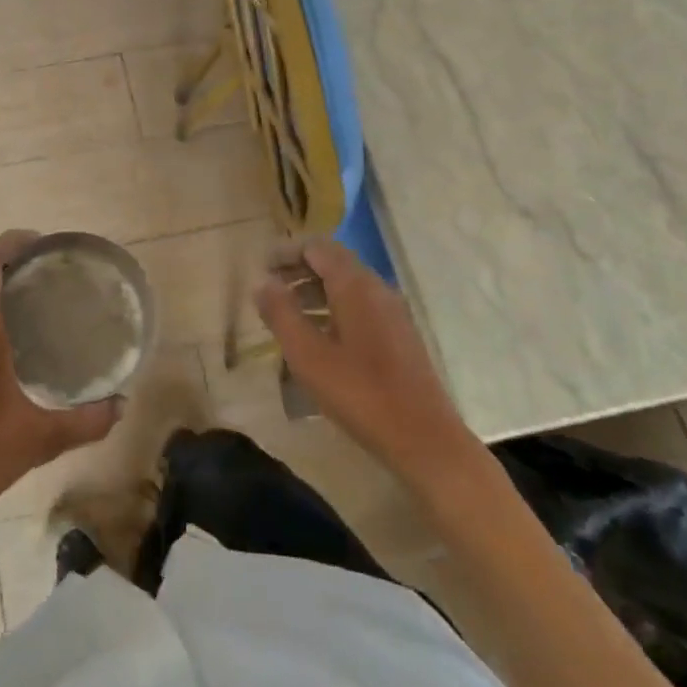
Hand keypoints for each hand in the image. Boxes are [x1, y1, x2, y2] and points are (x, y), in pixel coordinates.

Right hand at [255, 239, 478, 478]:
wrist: (424, 440)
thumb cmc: (360, 393)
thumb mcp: (307, 355)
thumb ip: (281, 314)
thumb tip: (263, 283)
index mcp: (355, 285)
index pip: (317, 247)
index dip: (287, 251)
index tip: (262, 267)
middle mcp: (377, 288)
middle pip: (333, 263)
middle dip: (299, 270)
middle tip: (269, 289)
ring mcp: (393, 312)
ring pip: (347, 286)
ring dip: (314, 291)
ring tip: (286, 314)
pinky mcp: (400, 336)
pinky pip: (360, 307)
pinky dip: (332, 309)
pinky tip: (318, 338)